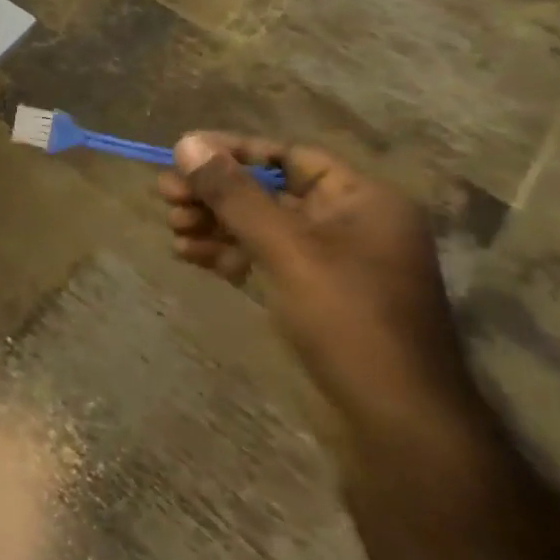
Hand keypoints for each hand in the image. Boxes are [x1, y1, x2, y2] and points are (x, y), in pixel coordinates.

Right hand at [157, 133, 475, 426]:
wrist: (394, 417)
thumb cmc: (348, 319)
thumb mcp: (285, 247)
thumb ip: (234, 193)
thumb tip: (187, 142)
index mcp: (362, 200)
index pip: (289, 155)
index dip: (233, 151)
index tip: (181, 154)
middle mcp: (347, 222)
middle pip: (267, 189)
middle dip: (214, 192)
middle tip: (165, 195)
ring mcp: (328, 260)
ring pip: (257, 224)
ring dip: (212, 221)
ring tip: (173, 227)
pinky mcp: (309, 291)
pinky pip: (259, 256)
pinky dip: (223, 251)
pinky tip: (187, 254)